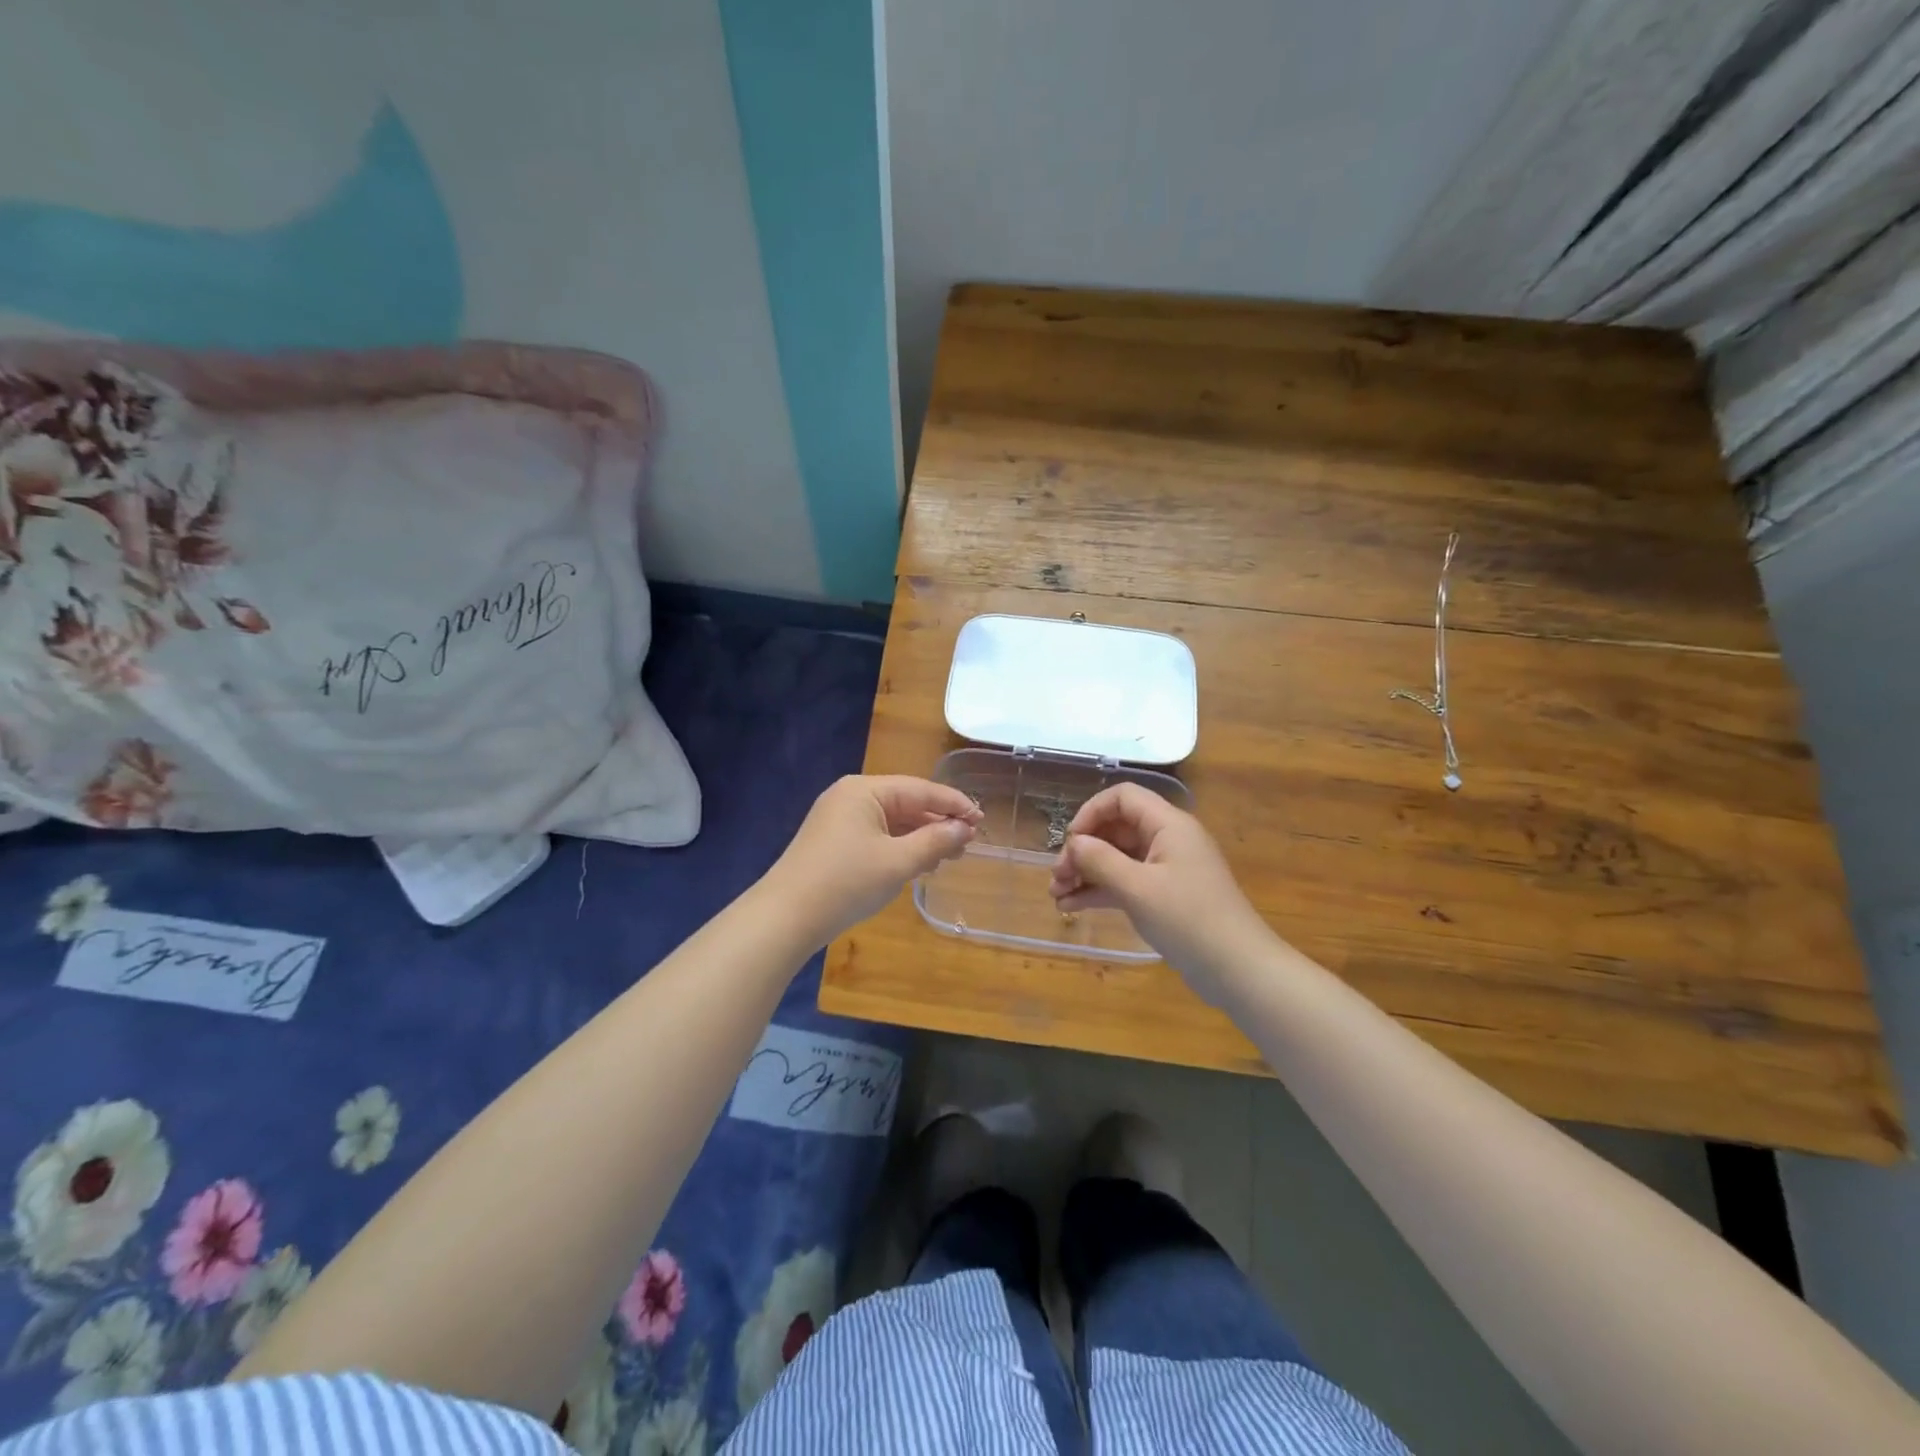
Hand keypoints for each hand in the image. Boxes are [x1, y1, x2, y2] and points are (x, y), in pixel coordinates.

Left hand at [765, 775, 981, 946]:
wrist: (785, 918)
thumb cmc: (845, 883)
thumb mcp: (897, 862)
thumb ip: (935, 841)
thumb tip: (965, 828)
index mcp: (864, 790)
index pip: (920, 789)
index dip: (954, 804)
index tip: (982, 819)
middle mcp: (850, 797)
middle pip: (906, 803)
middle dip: (938, 823)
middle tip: (969, 843)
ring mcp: (838, 819)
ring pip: (892, 822)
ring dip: (921, 837)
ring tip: (950, 856)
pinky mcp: (833, 842)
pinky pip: (877, 836)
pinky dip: (900, 847)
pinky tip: (919, 863)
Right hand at [1049, 783, 1274, 1001]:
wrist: (1238, 970)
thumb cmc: (1188, 920)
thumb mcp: (1138, 888)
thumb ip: (1100, 860)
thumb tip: (1074, 843)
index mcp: (1168, 825)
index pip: (1122, 798)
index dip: (1091, 812)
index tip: (1069, 841)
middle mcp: (1168, 840)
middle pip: (1116, 828)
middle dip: (1083, 849)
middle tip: (1057, 876)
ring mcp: (1167, 869)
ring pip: (1117, 858)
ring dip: (1086, 872)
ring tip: (1056, 894)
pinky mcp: (1164, 896)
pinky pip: (1125, 882)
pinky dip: (1100, 891)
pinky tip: (1071, 906)